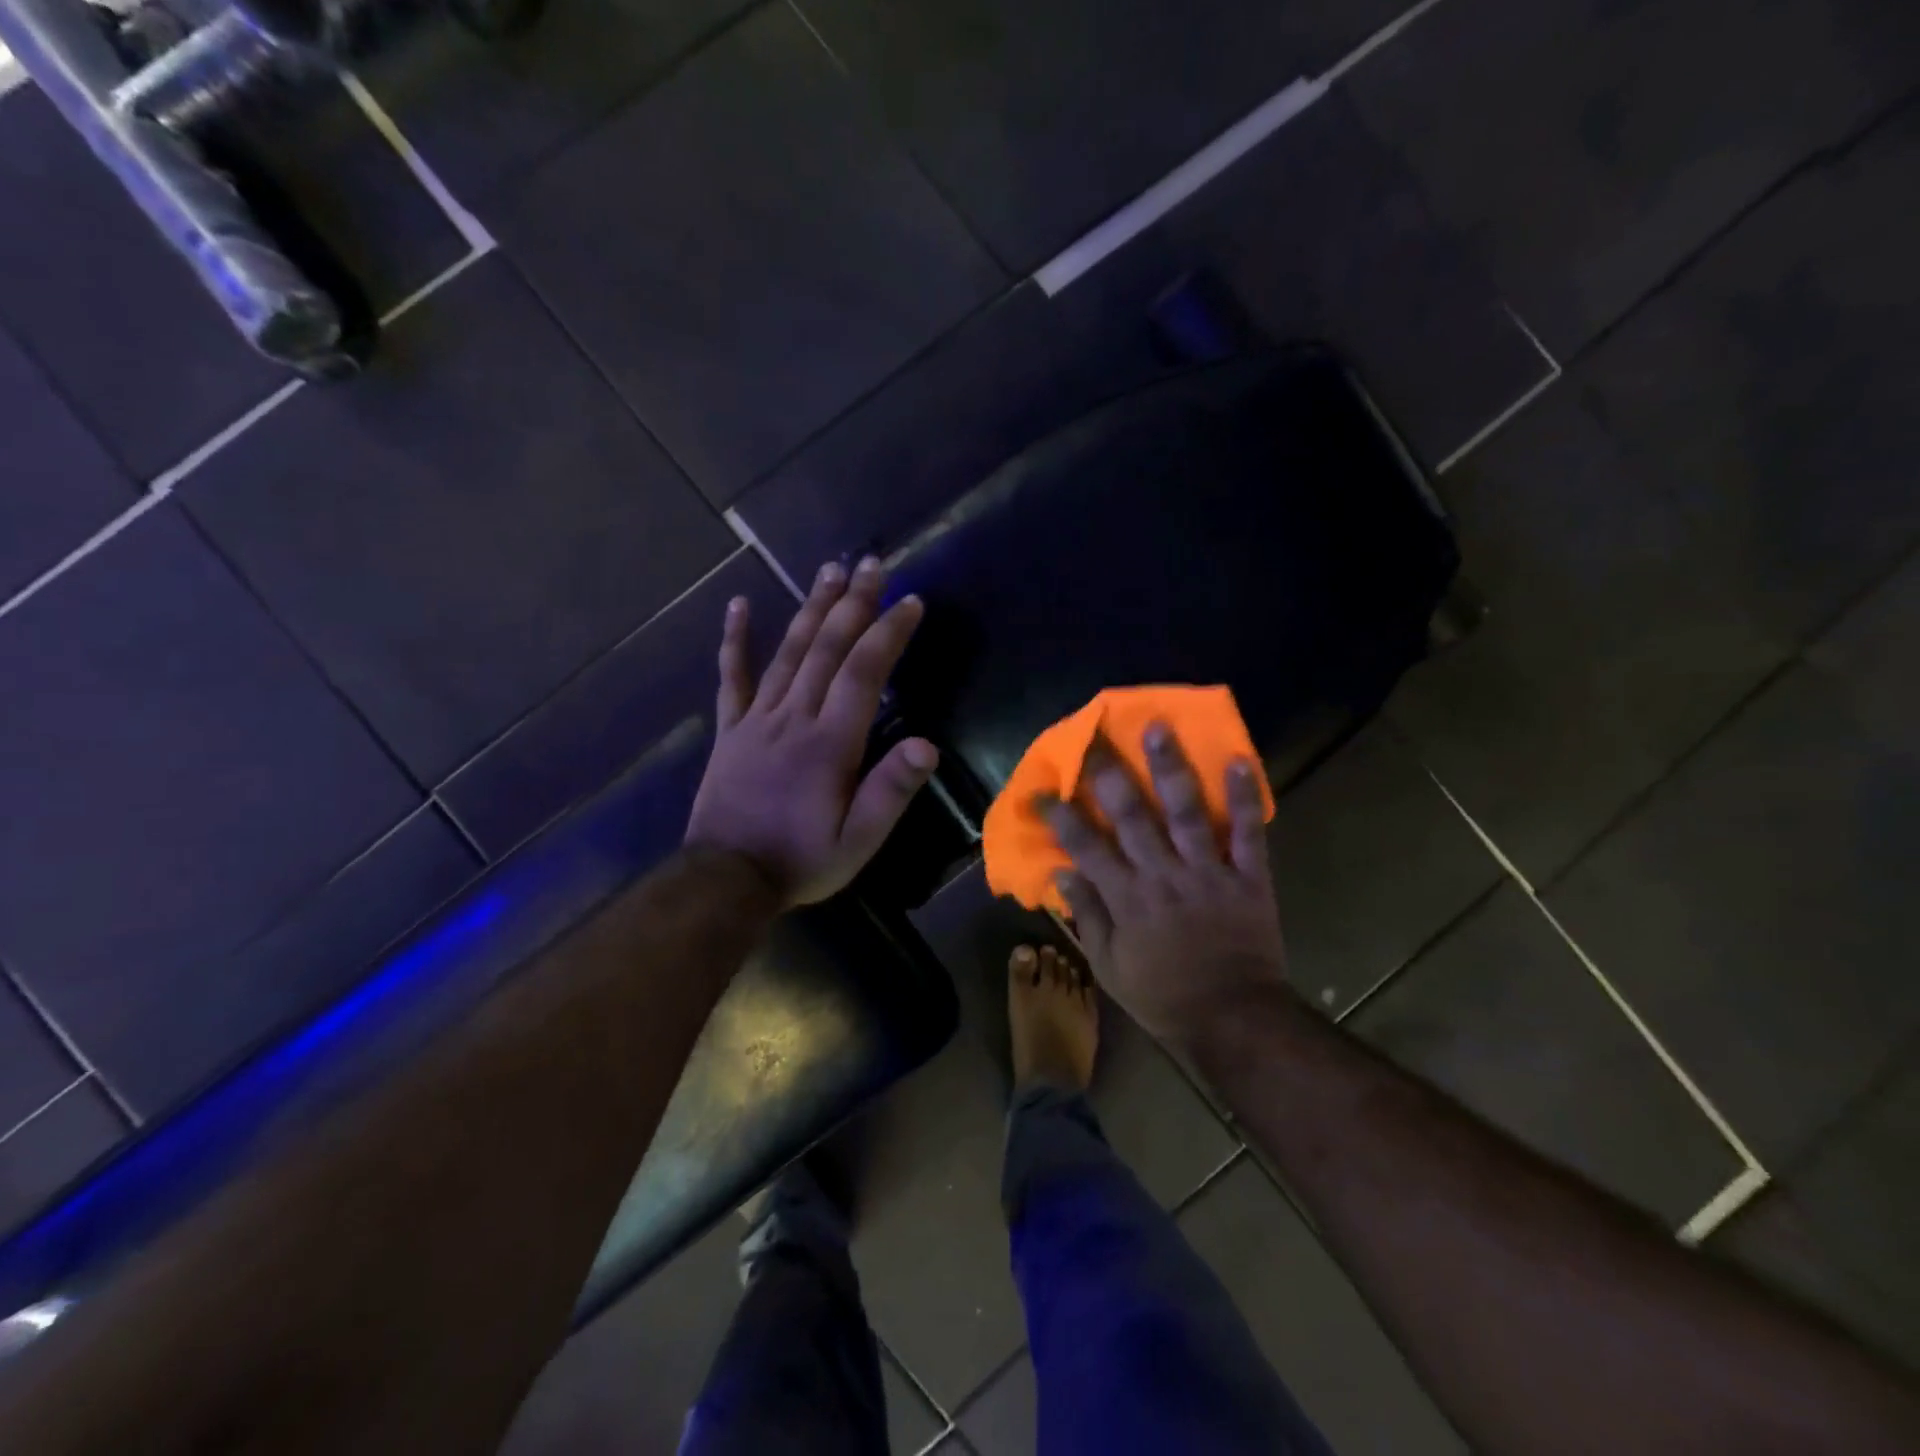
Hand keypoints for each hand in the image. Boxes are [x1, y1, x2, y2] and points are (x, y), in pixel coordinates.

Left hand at [686, 557, 937, 906]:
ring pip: (789, 652)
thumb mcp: (858, 841)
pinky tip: (739, 605)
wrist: (726, 879)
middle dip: (854, 603)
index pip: (864, 672)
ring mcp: (757, 719)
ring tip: (830, 571)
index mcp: (830, 743)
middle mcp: (794, 718)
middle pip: (827, 648)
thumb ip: (890, 791)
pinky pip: (732, 677)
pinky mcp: (731, 729)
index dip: (888, 632)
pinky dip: (735, 640)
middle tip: (873, 564)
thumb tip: (928, 745)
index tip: (910, 600)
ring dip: (812, 608)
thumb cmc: (801, 860)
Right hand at [1040, 726, 1288, 1046]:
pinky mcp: (1248, 878)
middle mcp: (1162, 876)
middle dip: (1109, 774)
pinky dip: (1244, 799)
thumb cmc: (1163, 995)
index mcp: (1126, 898)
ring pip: (1185, 813)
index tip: (1042, 788)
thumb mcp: (1109, 965)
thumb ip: (1088, 915)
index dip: (1060, 815)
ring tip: (1159, 729)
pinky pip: (1248, 834)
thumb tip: (1063, 870)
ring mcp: (1207, 873)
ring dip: (1170, 769)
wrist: (1234, 1019)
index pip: (1085, 846)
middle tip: (1095, 737)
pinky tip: (1238, 761)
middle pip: (1131, 817)